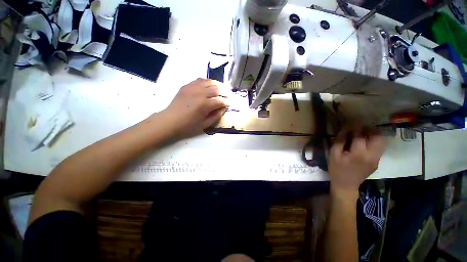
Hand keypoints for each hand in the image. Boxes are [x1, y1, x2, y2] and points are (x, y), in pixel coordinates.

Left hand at [161, 78, 230, 137]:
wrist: (170, 120)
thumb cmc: (188, 125)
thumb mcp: (205, 124)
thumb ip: (216, 115)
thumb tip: (223, 108)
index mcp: (205, 105)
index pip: (220, 100)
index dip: (227, 102)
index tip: (230, 103)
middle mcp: (200, 93)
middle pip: (217, 88)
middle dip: (226, 92)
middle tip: (230, 95)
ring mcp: (193, 88)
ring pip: (210, 82)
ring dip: (218, 85)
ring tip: (223, 88)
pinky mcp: (187, 85)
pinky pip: (200, 80)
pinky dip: (208, 81)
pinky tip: (211, 85)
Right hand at [328, 127, 386, 196]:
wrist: (346, 185)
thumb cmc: (336, 169)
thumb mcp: (333, 154)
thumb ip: (340, 140)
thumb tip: (345, 128)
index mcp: (358, 153)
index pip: (359, 135)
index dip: (354, 127)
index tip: (350, 123)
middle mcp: (372, 155)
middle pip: (377, 136)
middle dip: (369, 128)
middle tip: (360, 126)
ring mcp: (377, 159)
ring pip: (381, 141)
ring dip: (373, 134)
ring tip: (363, 132)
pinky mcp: (377, 161)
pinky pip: (378, 147)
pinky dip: (373, 141)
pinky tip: (364, 142)